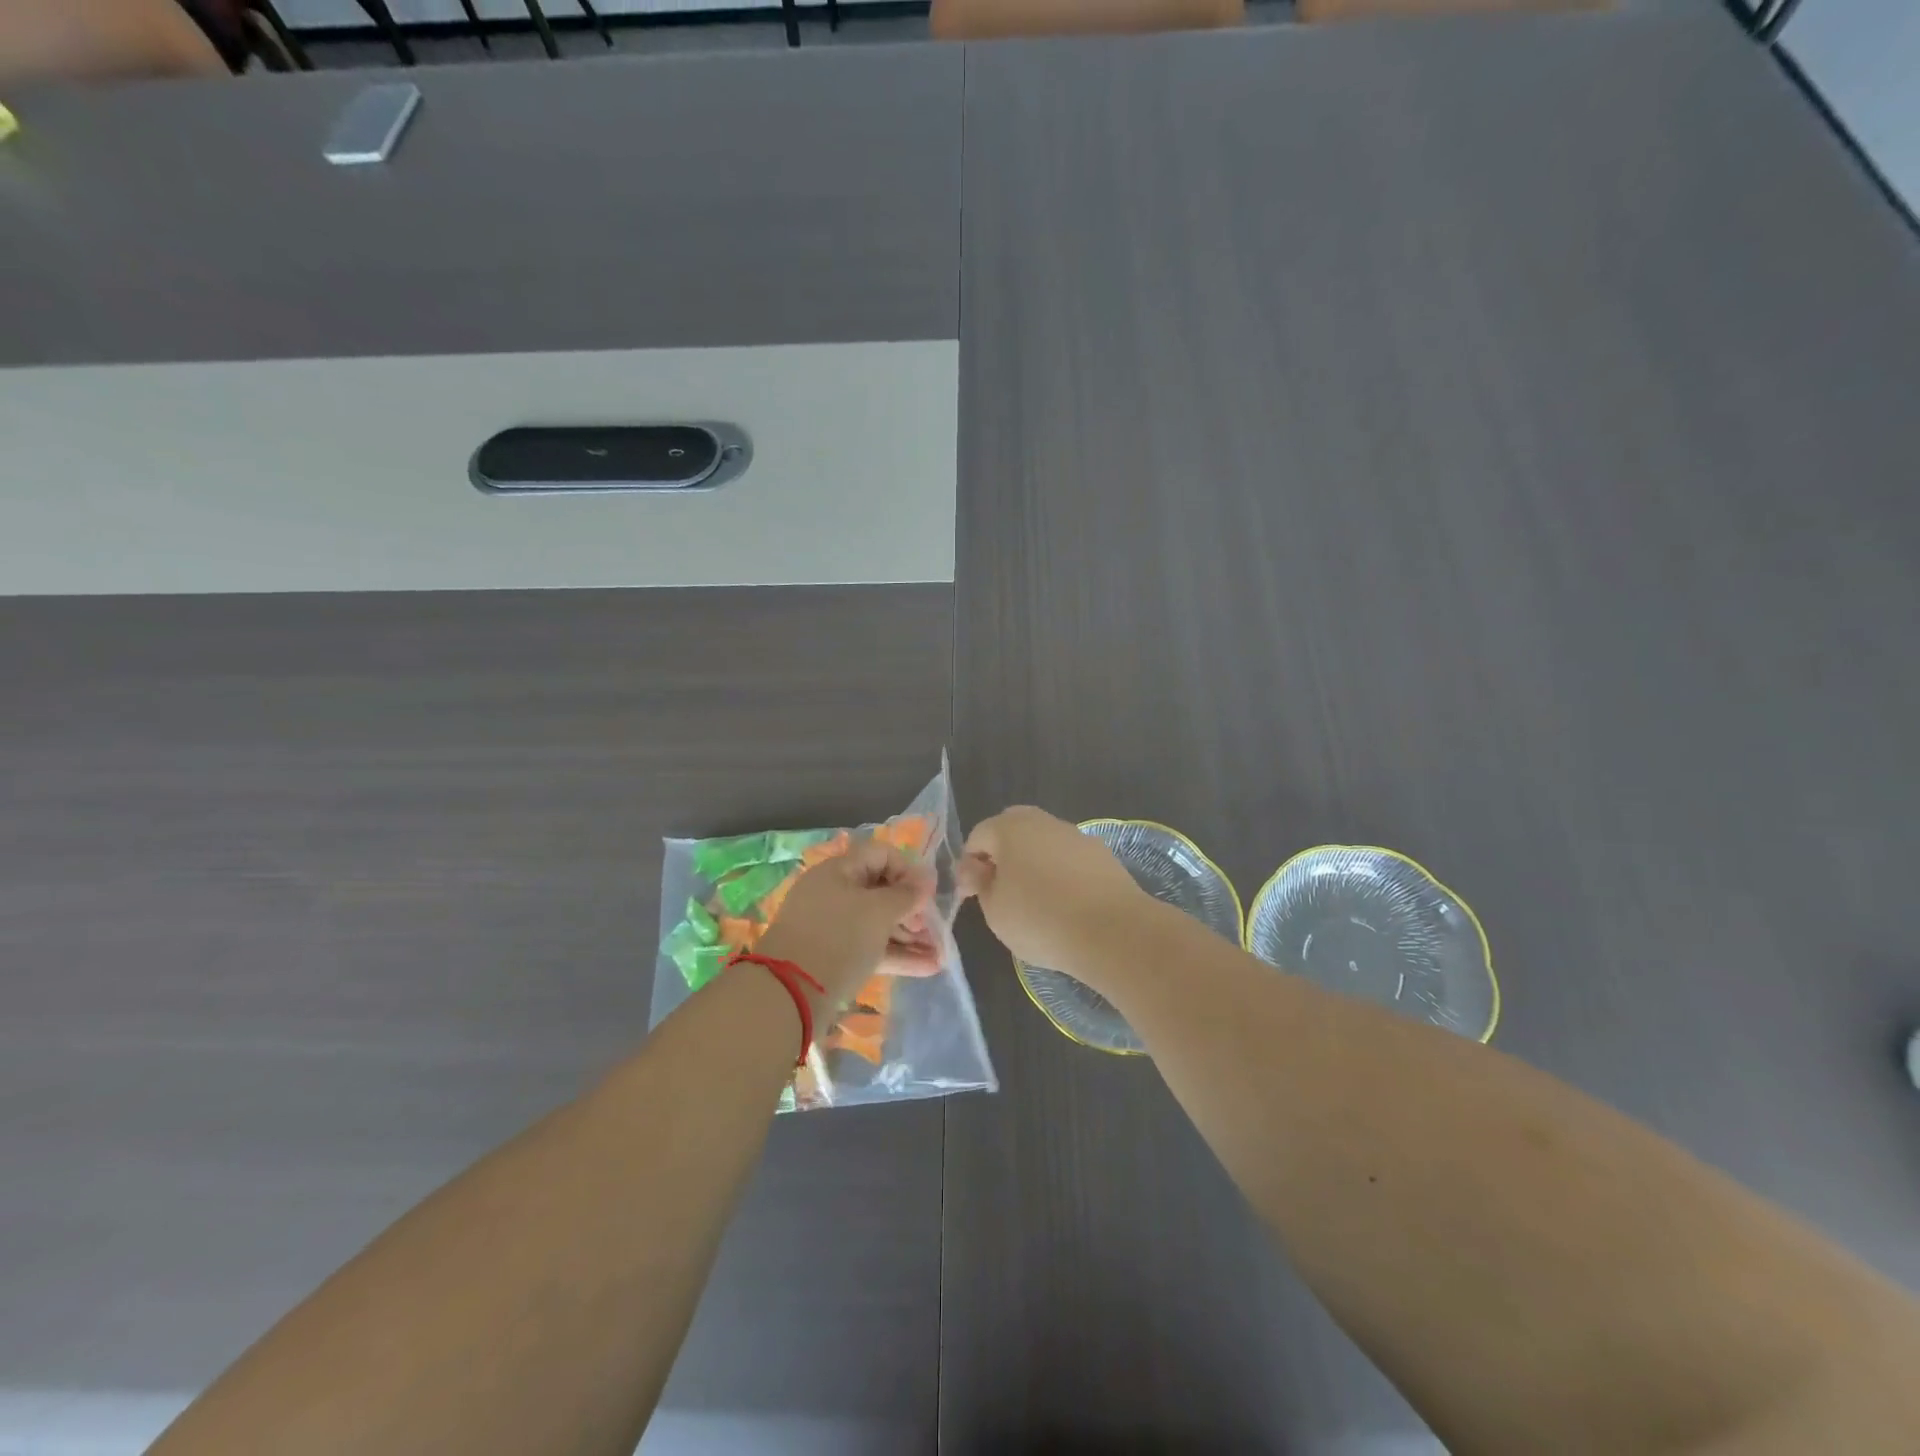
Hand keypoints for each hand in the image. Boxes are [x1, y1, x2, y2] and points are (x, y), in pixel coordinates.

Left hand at [756, 838, 934, 1013]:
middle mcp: (834, 894)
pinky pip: (871, 948)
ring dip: (910, 935)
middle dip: (912, 908)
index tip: (929, 894)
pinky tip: (928, 967)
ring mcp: (833, 927)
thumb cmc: (838, 938)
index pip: (881, 855)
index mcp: (839, 871)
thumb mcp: (878, 911)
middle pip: (881, 890)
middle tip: (931, 927)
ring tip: (938, 952)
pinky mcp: (835, 958)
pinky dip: (898, 954)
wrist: (790, 993)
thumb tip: (923, 883)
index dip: (909, 870)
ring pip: (878, 922)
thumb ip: (906, 895)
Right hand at [957, 806, 1150, 983]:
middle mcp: (1043, 822)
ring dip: (1033, 861)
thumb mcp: (995, 910)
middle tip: (1001, 890)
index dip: (970, 864)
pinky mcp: (1102, 854)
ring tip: (1035, 900)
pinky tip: (1065, 903)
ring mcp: (1076, 835)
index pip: (978, 836)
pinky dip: (1061, 873)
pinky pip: (1070, 858)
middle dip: (1002, 854)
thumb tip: (975, 868)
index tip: (972, 895)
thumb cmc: (1040, 919)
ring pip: (1044, 841)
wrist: (1111, 931)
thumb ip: (980, 883)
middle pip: (1013, 829)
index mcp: (1010, 828)